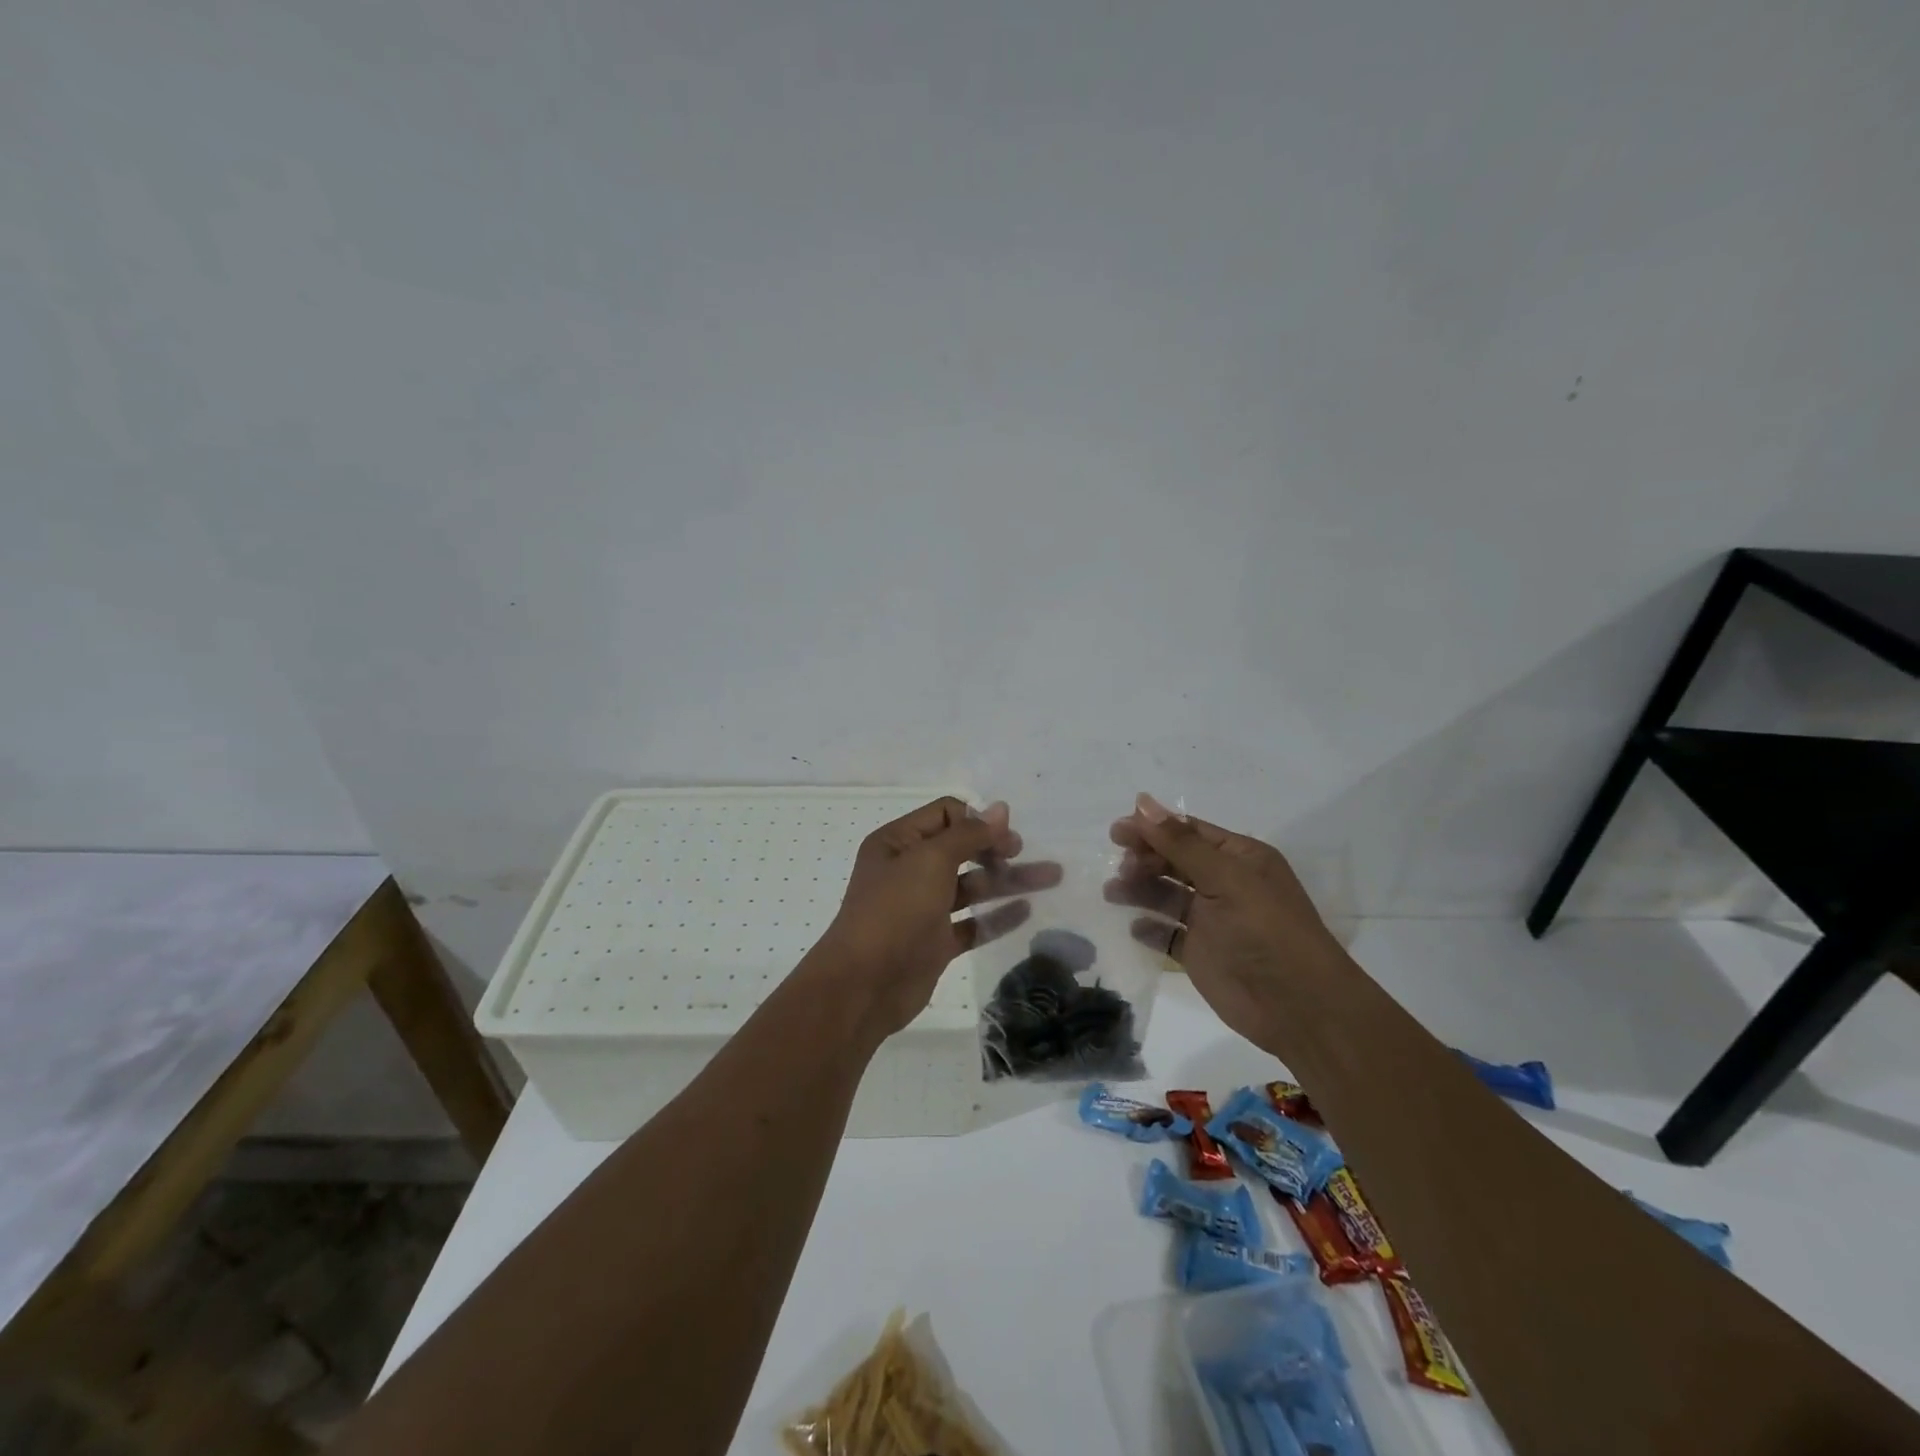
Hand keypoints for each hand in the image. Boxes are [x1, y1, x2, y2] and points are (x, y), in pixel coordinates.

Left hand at [814, 798, 1062, 1041]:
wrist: (864, 984)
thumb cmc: (894, 910)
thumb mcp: (930, 860)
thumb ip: (968, 834)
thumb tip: (1000, 809)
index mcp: (898, 842)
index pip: (945, 815)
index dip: (976, 820)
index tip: (1005, 835)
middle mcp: (909, 870)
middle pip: (961, 849)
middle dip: (996, 848)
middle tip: (1022, 852)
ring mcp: (923, 908)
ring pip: (972, 886)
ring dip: (1008, 880)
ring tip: (1053, 877)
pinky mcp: (935, 942)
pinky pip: (972, 923)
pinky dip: (997, 916)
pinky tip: (1027, 911)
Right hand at [1106, 793, 1347, 1048]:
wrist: (1297, 1006)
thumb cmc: (1265, 930)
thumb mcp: (1225, 878)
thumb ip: (1180, 843)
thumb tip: (1141, 802)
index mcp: (1239, 858)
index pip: (1189, 832)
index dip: (1153, 828)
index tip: (1117, 831)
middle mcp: (1224, 883)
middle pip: (1173, 861)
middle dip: (1144, 859)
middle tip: (1120, 867)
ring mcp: (1210, 919)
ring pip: (1165, 894)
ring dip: (1139, 889)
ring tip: (1113, 893)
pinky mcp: (1199, 952)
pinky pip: (1166, 933)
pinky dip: (1148, 928)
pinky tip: (1134, 927)